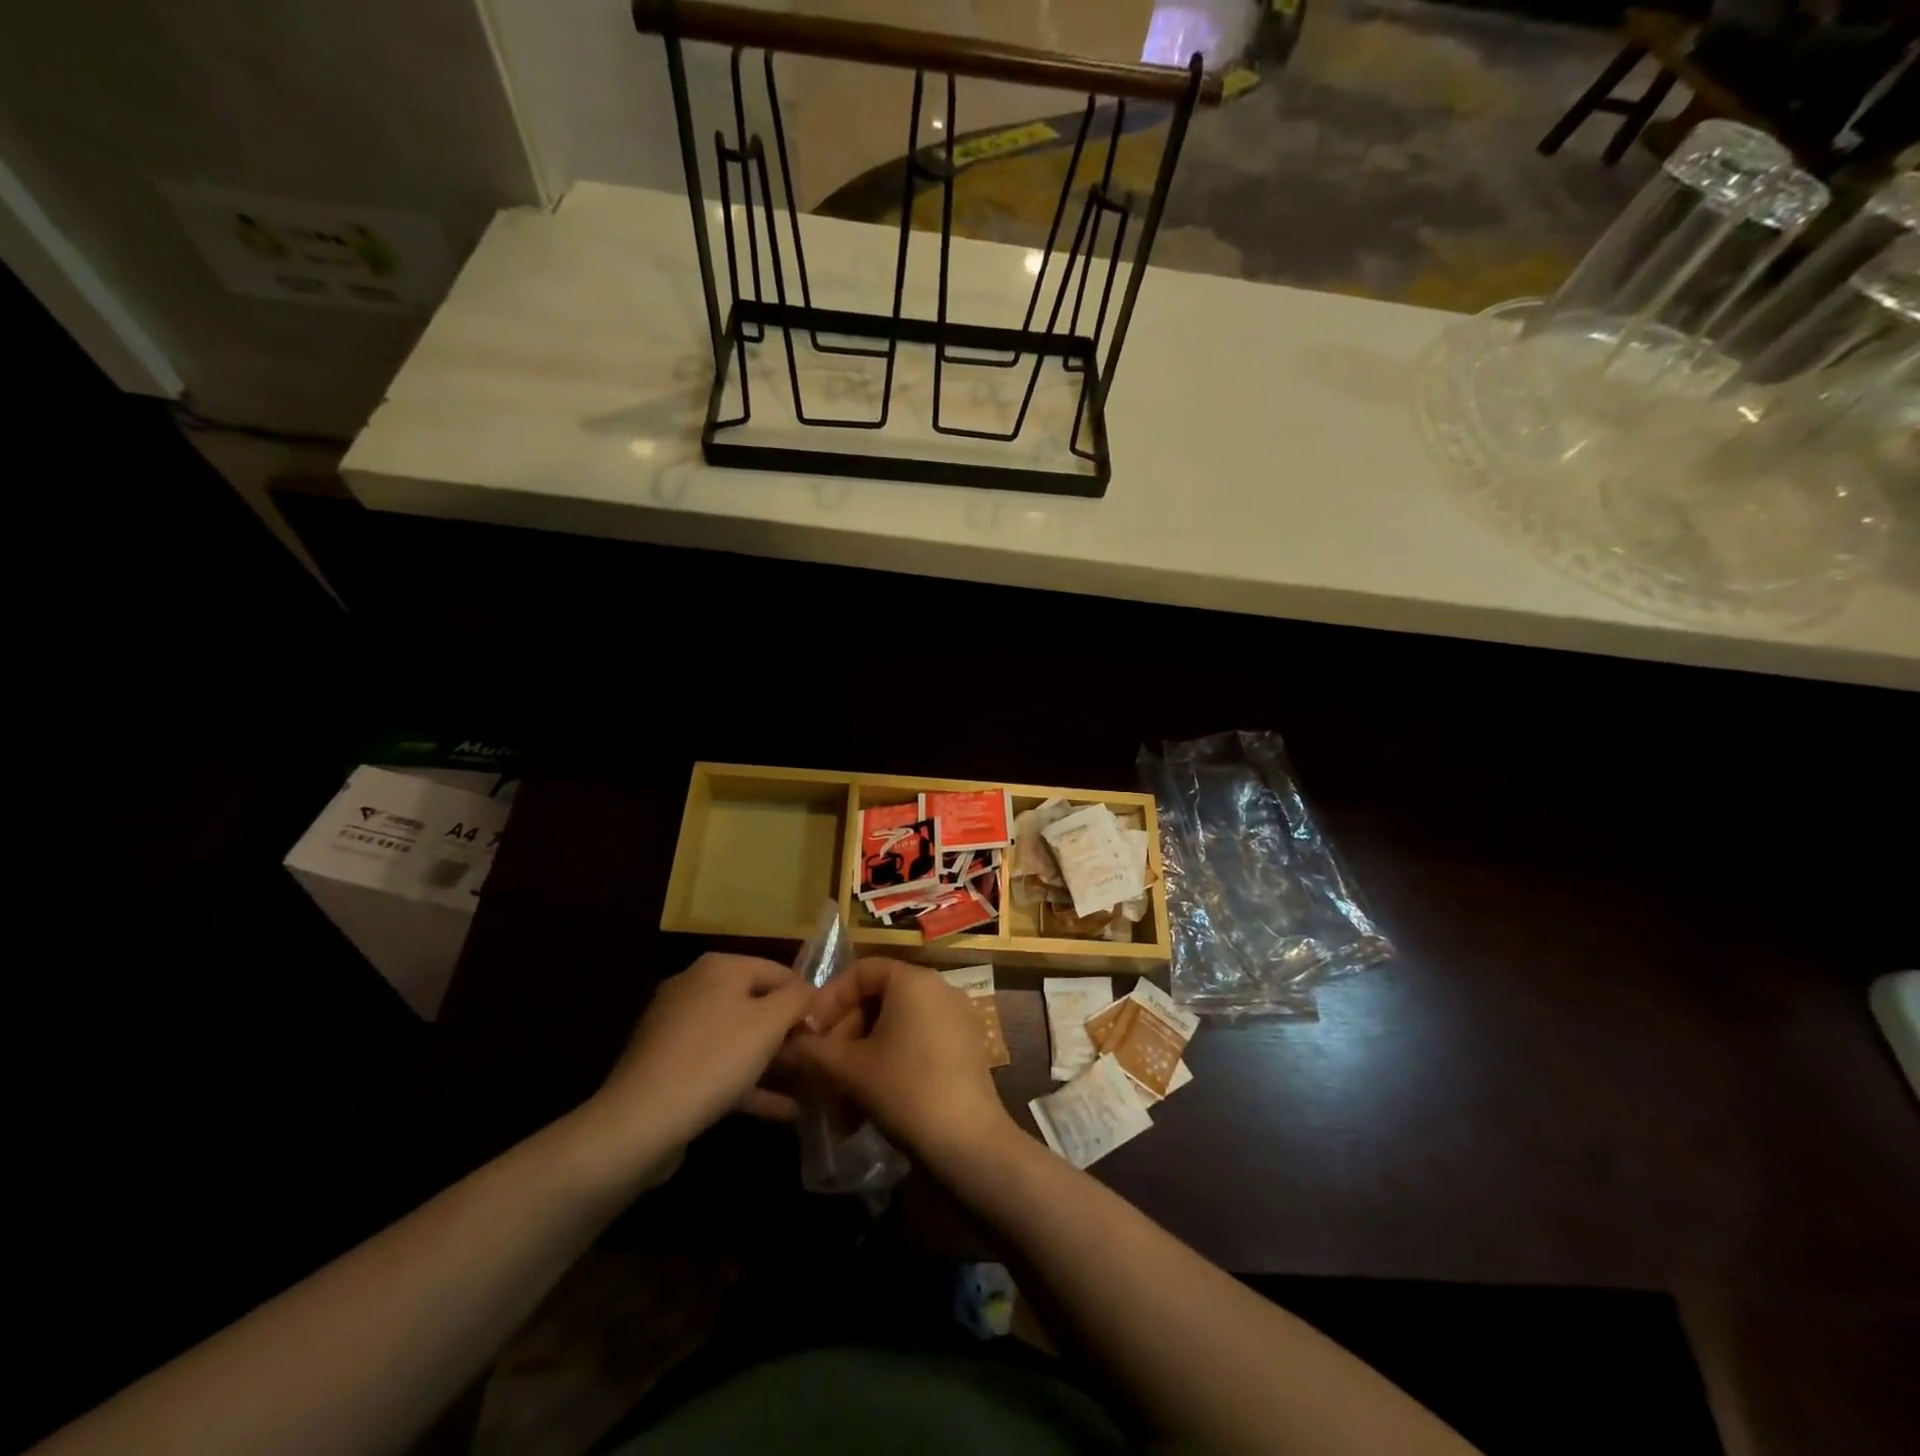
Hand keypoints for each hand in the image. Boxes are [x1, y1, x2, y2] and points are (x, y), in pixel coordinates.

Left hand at [584, 953, 814, 1170]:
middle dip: (789, 1033)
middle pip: (758, 1004)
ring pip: (739, 1039)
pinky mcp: (669, 1067)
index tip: (829, 1030)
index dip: (808, 999)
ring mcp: (678, 1029)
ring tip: (808, 1086)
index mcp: (719, 967)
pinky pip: (720, 1067)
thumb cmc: (715, 1059)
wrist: (639, 1122)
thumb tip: (811, 992)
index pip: (780, 971)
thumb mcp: (770, 1023)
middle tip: (818, 1060)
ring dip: (773, 1062)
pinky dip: (749, 1083)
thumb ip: (798, 999)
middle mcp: (695, 987)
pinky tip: (782, 1110)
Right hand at [785, 957, 1016, 1172]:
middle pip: (879, 997)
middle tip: (822, 1065)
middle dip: (844, 1031)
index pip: (862, 970)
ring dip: (862, 1054)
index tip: (810, 1031)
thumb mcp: (850, 1069)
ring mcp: (956, 1018)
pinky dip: (890, 1062)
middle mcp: (939, 988)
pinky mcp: (965, 1047)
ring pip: (896, 1025)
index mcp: (914, 980)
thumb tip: (786, 1044)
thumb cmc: (905, 1089)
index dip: (829, 998)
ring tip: (840, 1094)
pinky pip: (917, 1041)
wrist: (968, 1142)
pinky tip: (869, 1102)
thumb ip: (813, 1050)